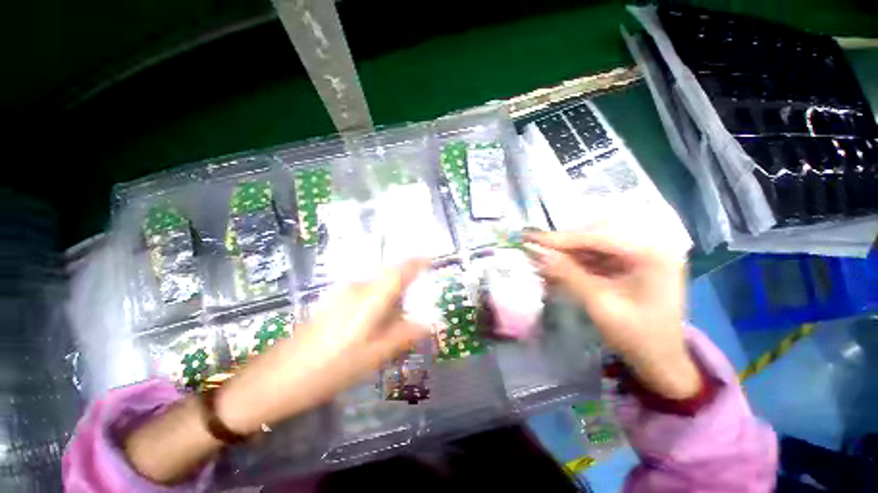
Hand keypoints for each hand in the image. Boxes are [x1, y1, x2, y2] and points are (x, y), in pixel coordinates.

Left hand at [217, 259, 431, 433]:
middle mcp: (355, 288)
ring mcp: (341, 293)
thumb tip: (429, 323)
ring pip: (376, 285)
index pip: (398, 271)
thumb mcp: (372, 357)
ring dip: (392, 294)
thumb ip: (403, 335)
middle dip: (407, 282)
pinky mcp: (332, 301)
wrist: (274, 380)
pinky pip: (364, 292)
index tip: (431, 260)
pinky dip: (378, 300)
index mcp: (368, 298)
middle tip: (420, 300)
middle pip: (388, 276)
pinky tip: (377, 322)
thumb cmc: (328, 370)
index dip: (416, 263)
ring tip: (400, 316)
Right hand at [526, 230, 700, 399]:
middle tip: (535, 247)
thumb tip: (536, 253)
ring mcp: (639, 253)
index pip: (599, 237)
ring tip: (542, 256)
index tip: (531, 239)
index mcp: (653, 254)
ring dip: (567, 250)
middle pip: (596, 233)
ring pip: (593, 242)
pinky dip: (575, 259)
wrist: (660, 361)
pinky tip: (558, 265)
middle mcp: (649, 245)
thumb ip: (568, 275)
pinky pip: (596, 254)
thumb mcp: (600, 305)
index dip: (561, 238)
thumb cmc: (637, 337)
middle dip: (564, 242)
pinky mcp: (629, 262)